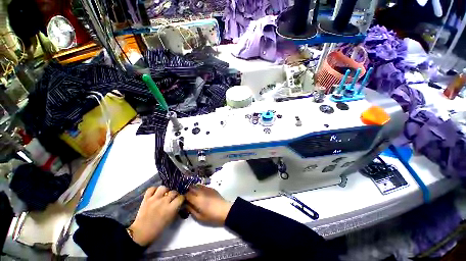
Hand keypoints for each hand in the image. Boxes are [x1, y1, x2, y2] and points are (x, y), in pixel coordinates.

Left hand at [129, 186, 183, 245]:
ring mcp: (154, 199)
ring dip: (165, 191)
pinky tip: (155, 194)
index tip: (180, 200)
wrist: (141, 233)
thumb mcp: (170, 220)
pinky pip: (151, 189)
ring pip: (163, 188)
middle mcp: (163, 202)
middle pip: (173, 192)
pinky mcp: (146, 199)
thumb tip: (179, 204)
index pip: (180, 198)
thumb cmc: (157, 229)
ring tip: (164, 195)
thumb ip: (176, 210)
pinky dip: (154, 190)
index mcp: (170, 209)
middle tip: (172, 198)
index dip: (181, 199)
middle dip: (175, 195)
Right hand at [185, 185, 231, 225]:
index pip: (187, 194)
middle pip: (191, 188)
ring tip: (194, 194)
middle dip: (188, 191)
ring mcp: (207, 189)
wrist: (224, 210)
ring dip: (194, 188)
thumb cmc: (211, 216)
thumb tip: (185, 205)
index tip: (183, 199)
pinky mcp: (211, 188)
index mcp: (197, 199)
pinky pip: (203, 186)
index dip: (184, 196)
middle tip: (188, 196)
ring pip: (197, 185)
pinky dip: (200, 188)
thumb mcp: (199, 217)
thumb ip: (191, 210)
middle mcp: (201, 192)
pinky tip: (201, 192)